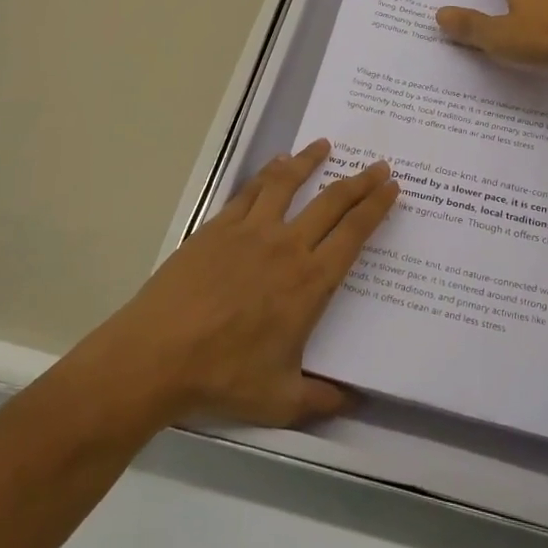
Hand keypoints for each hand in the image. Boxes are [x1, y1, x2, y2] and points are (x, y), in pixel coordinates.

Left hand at [101, 140, 397, 427]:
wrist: (156, 355)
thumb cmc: (222, 377)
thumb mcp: (280, 401)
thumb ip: (321, 399)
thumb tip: (354, 402)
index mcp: (310, 282)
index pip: (354, 234)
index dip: (376, 208)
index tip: (392, 187)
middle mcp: (286, 247)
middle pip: (331, 202)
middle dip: (359, 181)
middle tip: (377, 165)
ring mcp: (250, 231)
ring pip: (288, 184)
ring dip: (310, 161)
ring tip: (325, 145)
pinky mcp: (217, 227)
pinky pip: (250, 191)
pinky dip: (268, 174)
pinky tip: (275, 166)